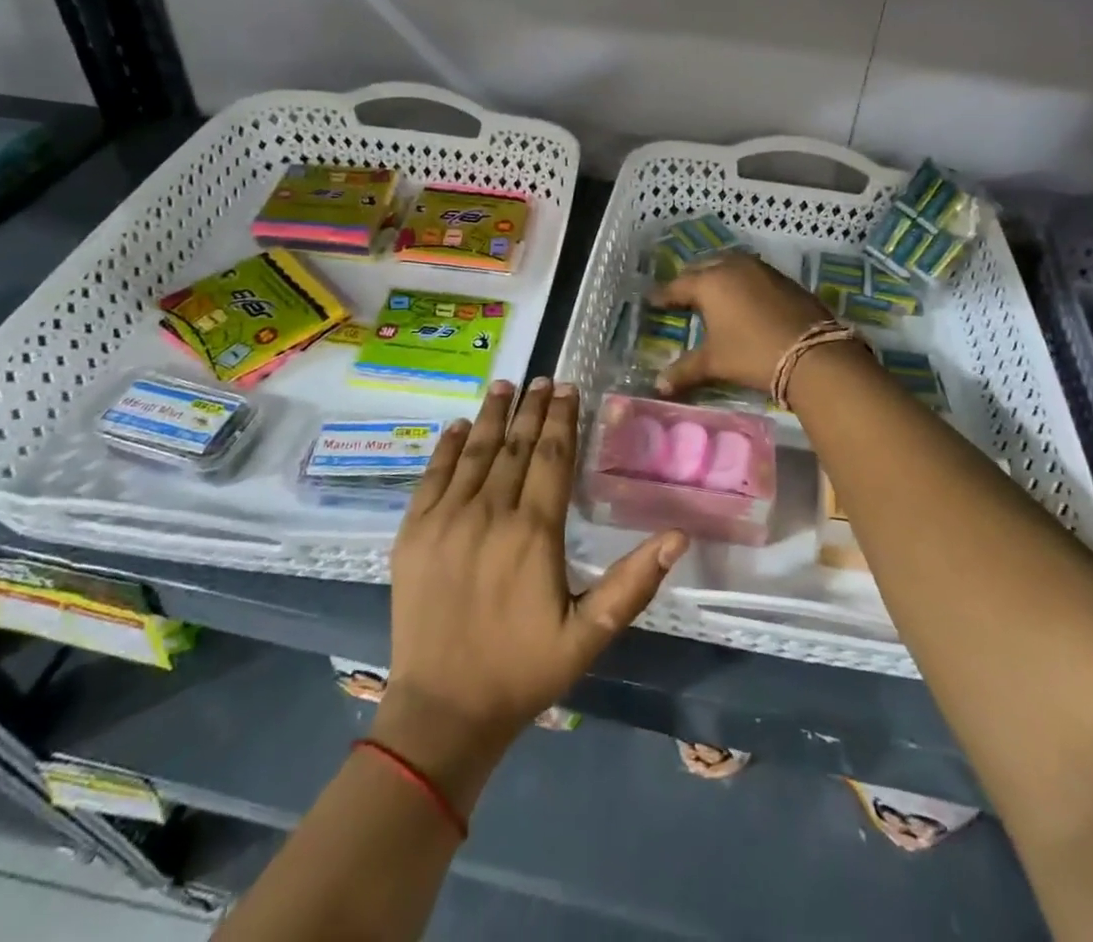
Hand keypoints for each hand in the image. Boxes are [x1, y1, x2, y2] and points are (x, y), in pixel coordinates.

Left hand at [378, 379, 686, 806]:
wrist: (442, 712)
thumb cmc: (523, 671)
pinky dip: (446, 447)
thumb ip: (632, 583)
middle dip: (533, 409)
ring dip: (492, 415)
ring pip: (474, 452)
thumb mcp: (589, 636)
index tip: (570, 389)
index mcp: (533, 532)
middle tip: (545, 379)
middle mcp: (488, 513)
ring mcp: (445, 519)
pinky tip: (458, 426)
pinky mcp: (412, 532)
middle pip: (515, 446)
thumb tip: (679, 536)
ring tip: (506, 385)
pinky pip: (431, 476)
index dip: (563, 420)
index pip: (552, 458)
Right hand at [651, 252, 830, 395]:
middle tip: (681, 294)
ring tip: (711, 291)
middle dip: (690, 279)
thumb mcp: (715, 362)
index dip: (664, 295)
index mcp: (710, 282)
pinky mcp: (783, 278)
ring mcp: (761, 269)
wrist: (813, 353)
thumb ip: (684, 371)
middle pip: (703, 267)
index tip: (652, 300)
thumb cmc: (752, 354)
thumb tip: (658, 386)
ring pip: (730, 264)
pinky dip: (740, 280)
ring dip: (717, 274)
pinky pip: (752, 272)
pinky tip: (742, 296)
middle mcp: (733, 267)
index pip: (678, 286)